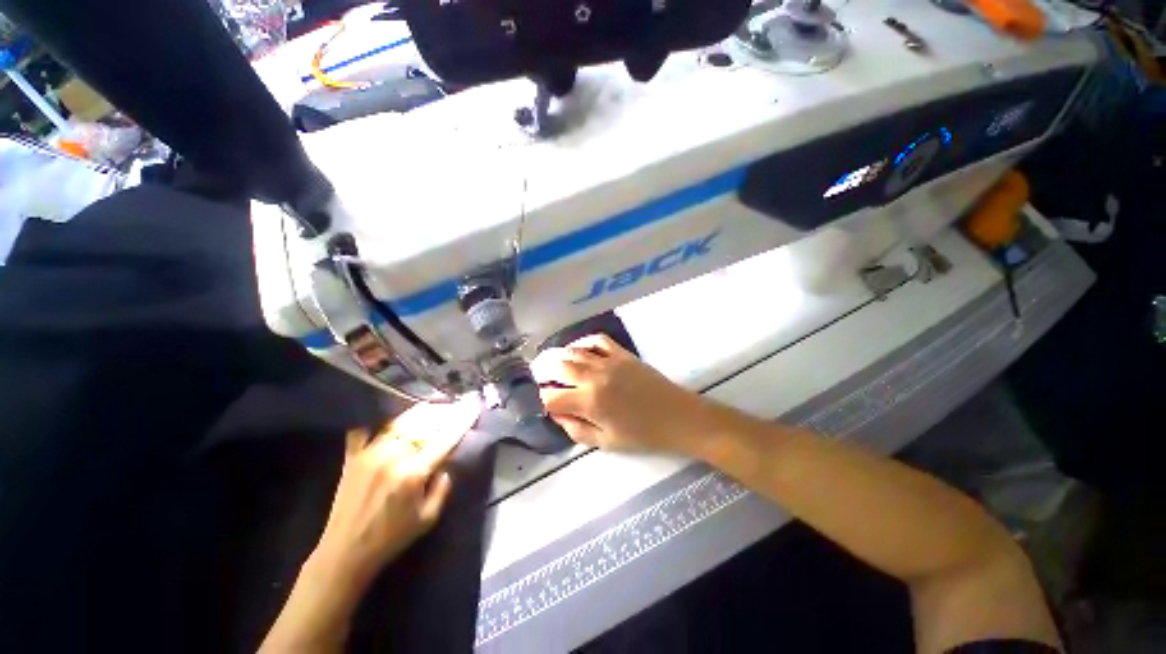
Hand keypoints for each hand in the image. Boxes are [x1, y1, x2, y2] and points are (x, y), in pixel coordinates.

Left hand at [311, 397, 480, 590]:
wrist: (345, 552)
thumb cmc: (391, 538)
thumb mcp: (428, 518)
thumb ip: (442, 489)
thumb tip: (446, 466)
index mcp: (414, 473)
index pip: (445, 439)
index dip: (462, 421)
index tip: (473, 407)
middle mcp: (394, 456)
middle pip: (423, 424)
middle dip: (443, 412)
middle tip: (454, 406)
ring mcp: (371, 453)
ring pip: (400, 422)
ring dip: (419, 412)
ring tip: (431, 405)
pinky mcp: (353, 456)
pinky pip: (365, 429)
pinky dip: (376, 419)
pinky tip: (385, 412)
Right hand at [531, 334, 717, 453]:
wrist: (677, 416)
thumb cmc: (642, 435)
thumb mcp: (606, 442)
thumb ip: (576, 429)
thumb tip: (557, 415)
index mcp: (590, 402)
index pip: (553, 396)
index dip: (545, 399)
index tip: (546, 402)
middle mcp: (594, 377)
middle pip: (559, 366)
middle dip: (544, 371)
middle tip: (541, 376)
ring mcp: (609, 361)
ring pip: (575, 351)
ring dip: (560, 356)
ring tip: (554, 362)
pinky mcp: (622, 353)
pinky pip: (598, 340)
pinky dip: (584, 342)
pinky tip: (579, 349)